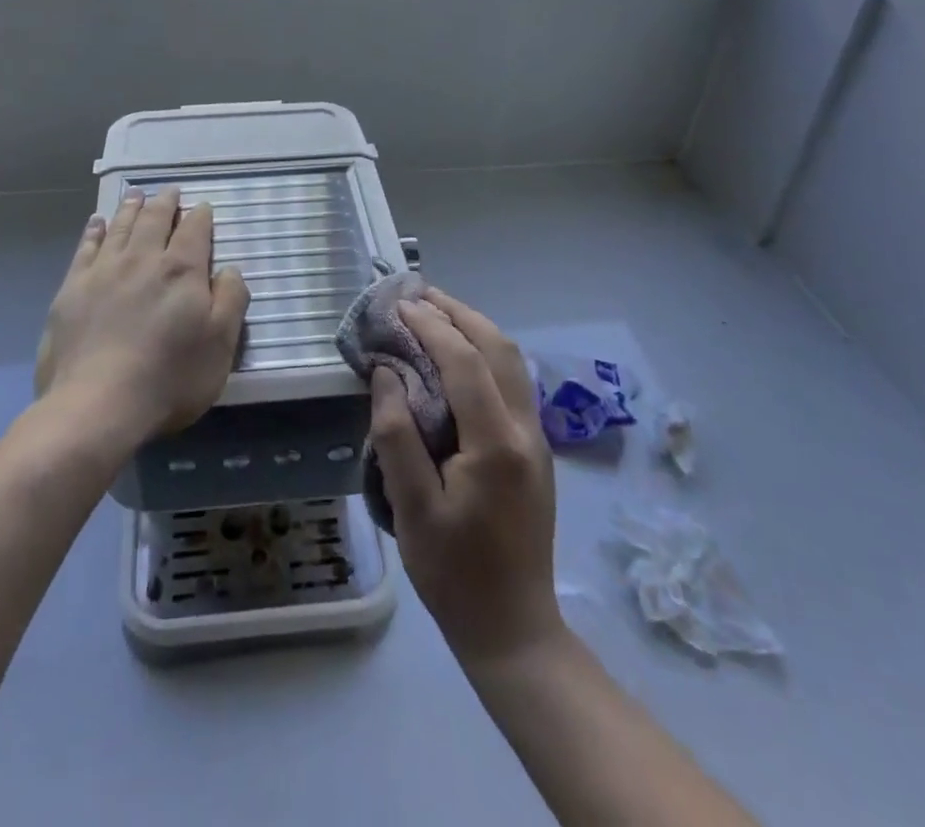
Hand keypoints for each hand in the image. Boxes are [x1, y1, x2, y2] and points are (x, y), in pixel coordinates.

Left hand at [34, 187, 249, 444]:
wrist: (97, 404)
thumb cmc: (169, 378)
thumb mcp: (220, 345)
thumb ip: (231, 300)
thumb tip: (229, 269)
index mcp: (181, 271)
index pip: (194, 230)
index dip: (200, 216)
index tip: (202, 206)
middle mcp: (142, 259)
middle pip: (154, 220)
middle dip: (165, 203)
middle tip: (169, 190)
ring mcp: (103, 271)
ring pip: (121, 227)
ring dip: (131, 208)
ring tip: (136, 195)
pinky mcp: (72, 288)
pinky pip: (86, 247)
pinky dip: (95, 231)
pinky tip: (98, 223)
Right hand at [369, 287, 560, 663]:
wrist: (514, 629)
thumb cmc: (453, 573)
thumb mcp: (411, 508)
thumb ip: (396, 434)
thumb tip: (386, 372)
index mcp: (497, 445)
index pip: (465, 362)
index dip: (432, 327)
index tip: (400, 306)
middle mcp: (527, 432)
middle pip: (499, 349)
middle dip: (459, 313)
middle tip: (418, 295)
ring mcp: (538, 440)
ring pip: (513, 361)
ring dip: (476, 328)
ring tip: (436, 313)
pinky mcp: (536, 451)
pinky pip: (514, 381)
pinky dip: (485, 353)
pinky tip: (459, 355)